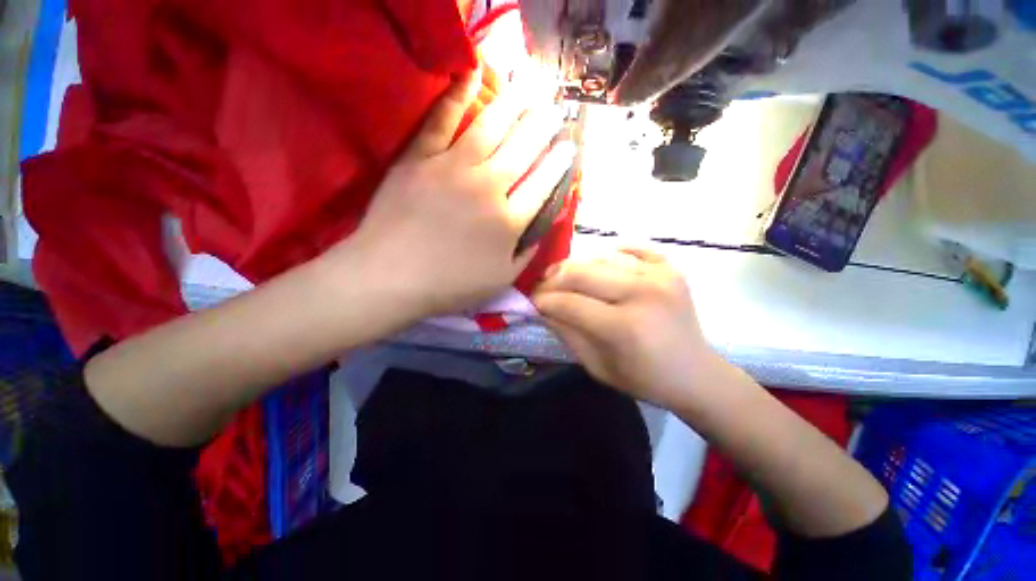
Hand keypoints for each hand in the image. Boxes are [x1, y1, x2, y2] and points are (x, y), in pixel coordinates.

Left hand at [346, 68, 575, 318]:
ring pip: (491, 128)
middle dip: (544, 128)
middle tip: (556, 111)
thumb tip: (544, 223)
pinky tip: (473, 73)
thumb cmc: (450, 284)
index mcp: (508, 221)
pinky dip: (457, 94)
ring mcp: (452, 168)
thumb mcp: (501, 279)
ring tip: (531, 86)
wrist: (392, 276)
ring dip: (515, 104)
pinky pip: (441, 120)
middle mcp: (488, 188)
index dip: (559, 164)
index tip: (568, 149)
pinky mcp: (420, 158)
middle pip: (523, 150)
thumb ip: (528, 251)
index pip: (543, 184)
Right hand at [533, 248, 719, 407]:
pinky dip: (613, 254)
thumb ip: (566, 333)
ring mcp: (661, 276)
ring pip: (601, 258)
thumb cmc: (644, 379)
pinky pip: (633, 250)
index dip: (544, 299)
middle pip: (582, 272)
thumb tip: (542, 308)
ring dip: (577, 268)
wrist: (696, 374)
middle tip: (542, 286)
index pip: (570, 303)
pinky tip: (604, 265)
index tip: (531, 300)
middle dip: (553, 278)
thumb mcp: (597, 367)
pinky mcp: (671, 269)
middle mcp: (643, 293)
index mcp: (625, 326)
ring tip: (567, 279)